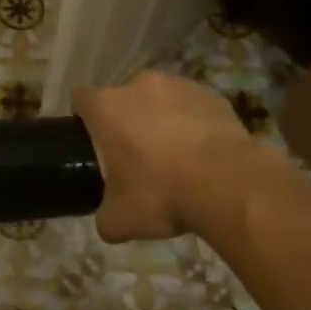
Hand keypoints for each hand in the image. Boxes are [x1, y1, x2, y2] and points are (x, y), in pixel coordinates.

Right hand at [74, 72, 274, 242]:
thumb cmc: (161, 193)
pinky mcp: (214, 96)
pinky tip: (203, 154)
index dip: (83, 118)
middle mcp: (140, 86)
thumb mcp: (121, 219)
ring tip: (175, 156)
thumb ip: (105, 217)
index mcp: (108, 107)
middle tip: (135, 156)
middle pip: (123, 98)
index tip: (92, 141)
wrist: (229, 184)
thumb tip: (108, 223)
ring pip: (160, 100)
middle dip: (127, 121)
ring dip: (161, 120)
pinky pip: (194, 108)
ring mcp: (180, 86)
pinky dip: (193, 124)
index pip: (81, 99)